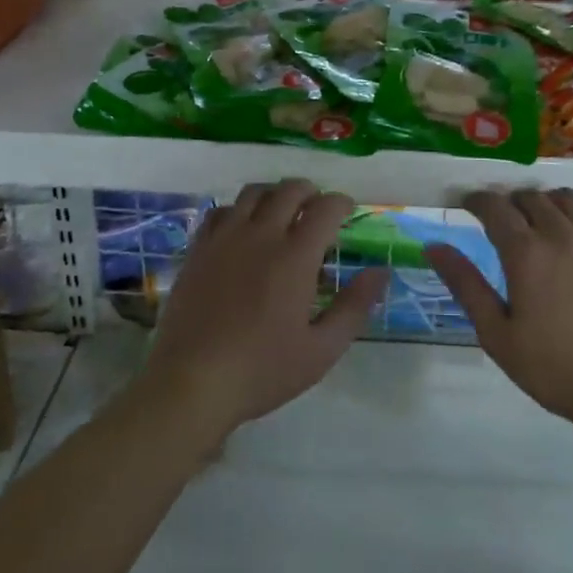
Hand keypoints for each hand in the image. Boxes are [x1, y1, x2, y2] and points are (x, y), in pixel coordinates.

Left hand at [139, 179, 386, 443]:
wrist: (191, 382)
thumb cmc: (262, 370)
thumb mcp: (321, 349)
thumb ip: (354, 306)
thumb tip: (381, 272)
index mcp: (295, 256)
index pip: (325, 208)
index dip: (341, 203)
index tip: (348, 212)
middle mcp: (261, 234)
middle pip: (289, 190)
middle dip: (310, 192)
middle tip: (317, 210)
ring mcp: (225, 238)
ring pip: (253, 193)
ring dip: (275, 194)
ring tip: (282, 213)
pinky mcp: (198, 249)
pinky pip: (220, 211)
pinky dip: (238, 210)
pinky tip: (242, 230)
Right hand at [427, 188, 572, 433]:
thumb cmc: (552, 367)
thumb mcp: (496, 333)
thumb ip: (465, 284)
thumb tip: (433, 246)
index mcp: (526, 252)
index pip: (494, 206)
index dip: (476, 200)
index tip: (466, 206)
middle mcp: (561, 234)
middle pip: (529, 197)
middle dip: (509, 202)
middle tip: (500, 223)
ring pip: (565, 198)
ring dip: (545, 203)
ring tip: (537, 224)